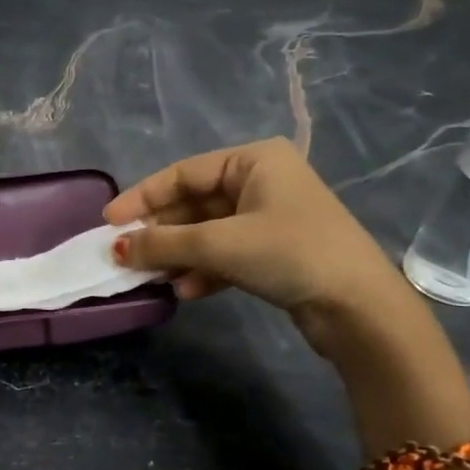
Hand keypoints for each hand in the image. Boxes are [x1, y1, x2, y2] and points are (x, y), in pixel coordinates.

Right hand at [106, 137, 412, 328]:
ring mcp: (269, 218)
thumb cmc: (289, 253)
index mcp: (254, 161)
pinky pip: (225, 254)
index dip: (142, 197)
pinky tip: (186, 290)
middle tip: (126, 255)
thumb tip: (116, 248)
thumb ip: (163, 243)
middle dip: (161, 233)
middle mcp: (261, 182)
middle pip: (193, 204)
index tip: (109, 222)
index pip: (183, 173)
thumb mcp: (220, 243)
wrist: (359, 308)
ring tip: (152, 277)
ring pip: (207, 232)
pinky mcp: (274, 252)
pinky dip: (203, 270)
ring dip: (178, 255)